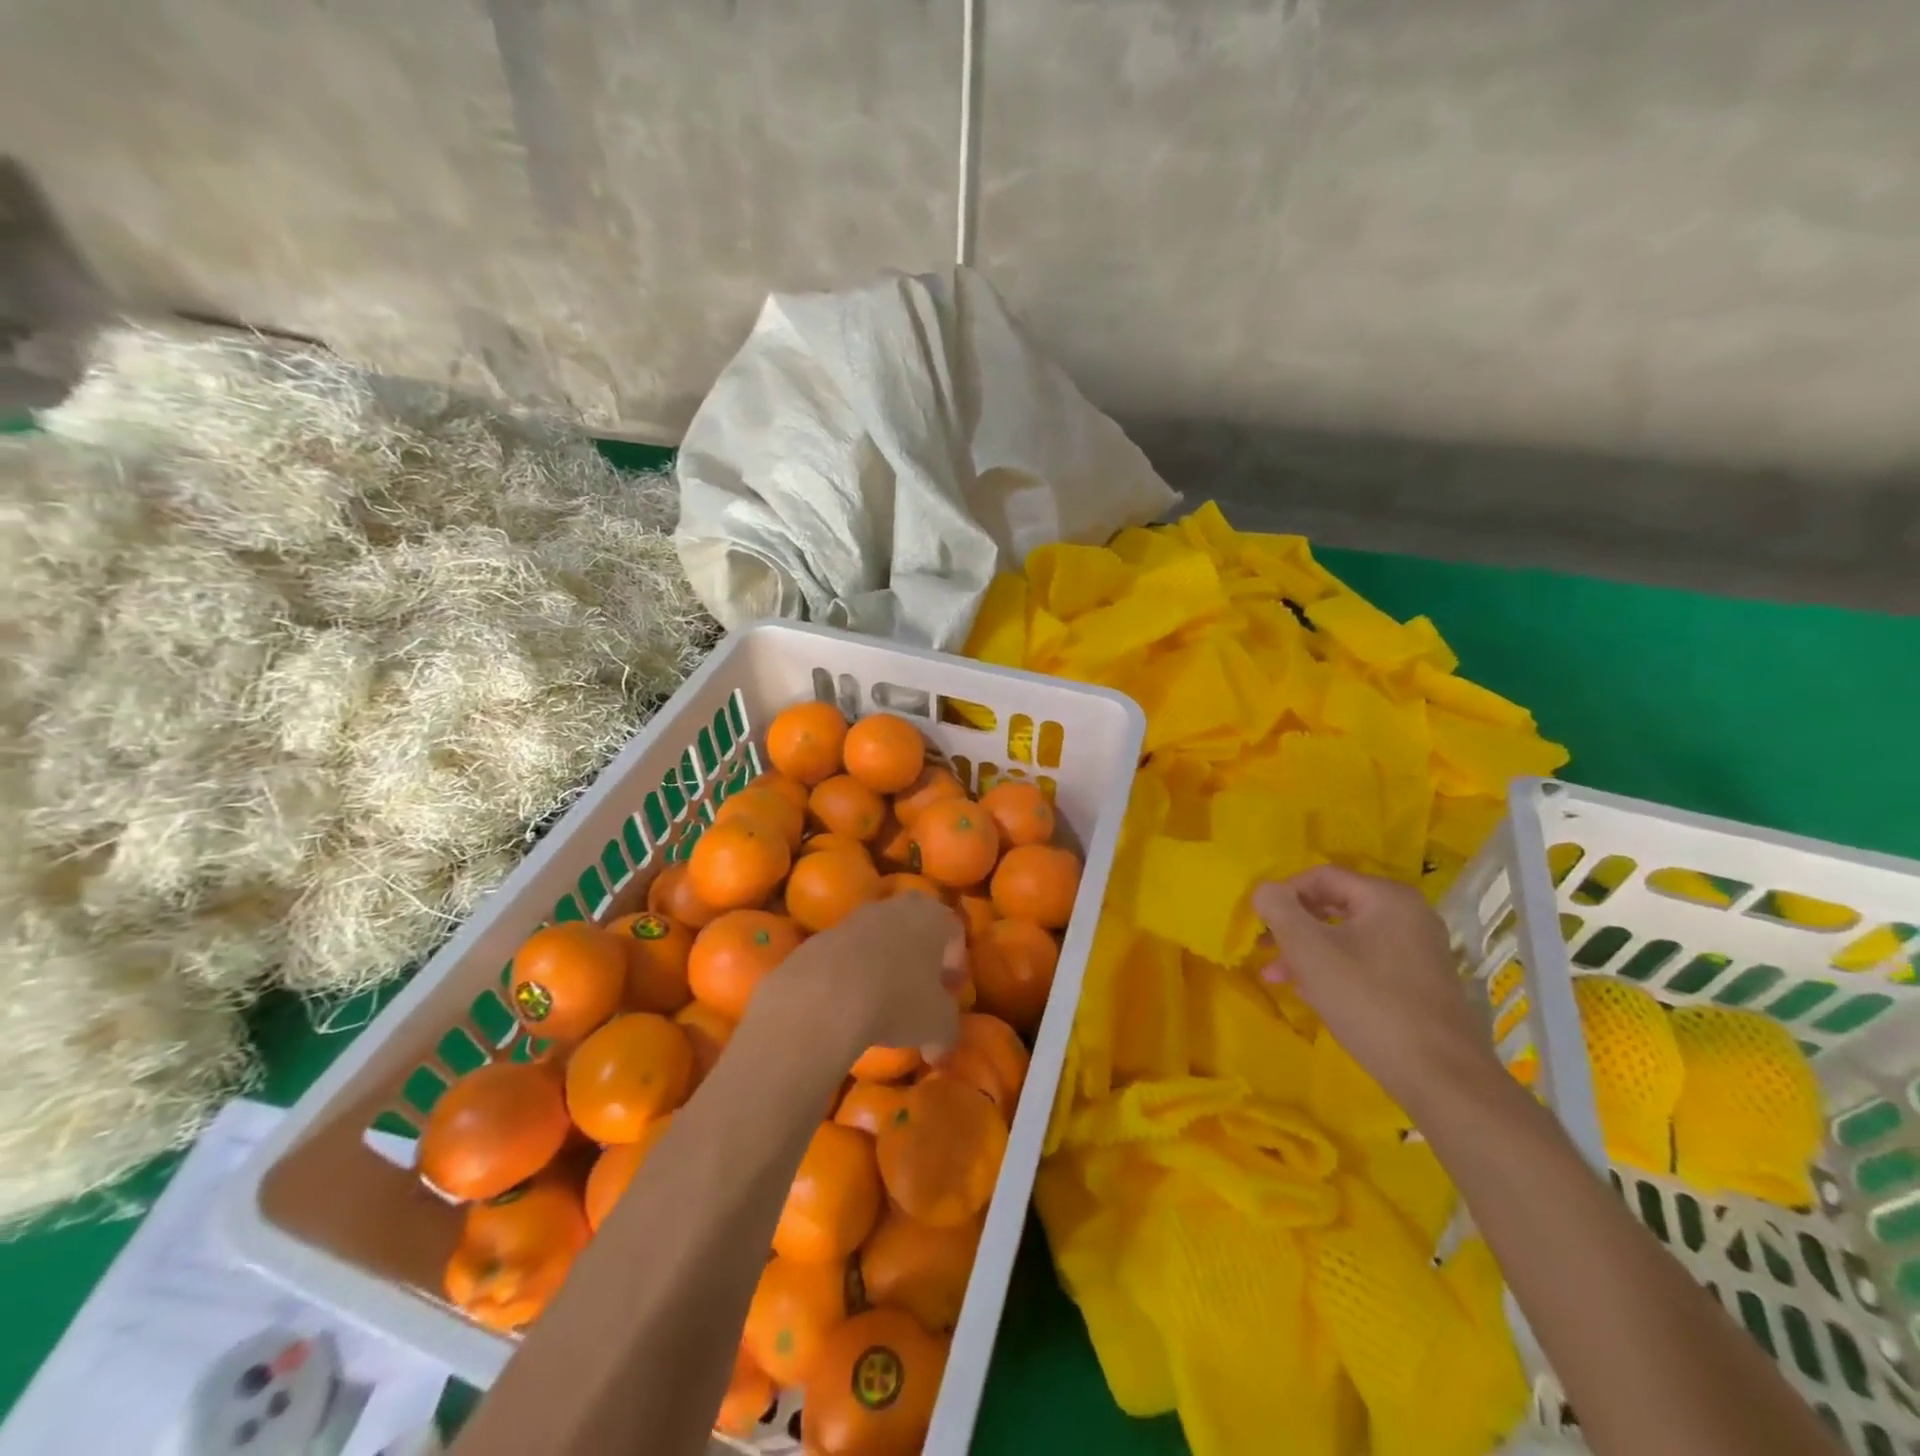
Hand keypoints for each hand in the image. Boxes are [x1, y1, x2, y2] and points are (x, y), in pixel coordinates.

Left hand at [755, 895, 963, 1067]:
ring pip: (880, 936)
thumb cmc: (898, 1000)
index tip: (951, 994)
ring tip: (884, 1000)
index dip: (956, 964)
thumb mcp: (938, 1025)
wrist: (826, 994)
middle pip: (916, 925)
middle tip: (922, 989)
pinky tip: (850, 1003)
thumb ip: (946, 1034)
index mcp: (933, 917)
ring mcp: (857, 917)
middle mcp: (897, 907)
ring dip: (886, 962)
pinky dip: (854, 972)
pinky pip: (849, 953)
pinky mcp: (823, 936)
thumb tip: (938, 1050)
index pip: (954, 932)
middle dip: (921, 955)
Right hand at [1252, 865, 1503, 1114]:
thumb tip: (1264, 890)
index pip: (1321, 876)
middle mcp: (1409, 915)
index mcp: (1387, 897)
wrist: (1441, 1077)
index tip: (1259, 922)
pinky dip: (1335, 969)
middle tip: (1263, 948)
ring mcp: (1419, 950)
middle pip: (1334, 906)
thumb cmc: (1368, 1001)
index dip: (1283, 894)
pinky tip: (1313, 994)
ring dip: (1308, 951)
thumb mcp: (1310, 951)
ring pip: (1348, 937)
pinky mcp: (1421, 983)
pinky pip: (1366, 961)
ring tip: (1277, 976)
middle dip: (1293, 926)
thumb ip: (1279, 910)